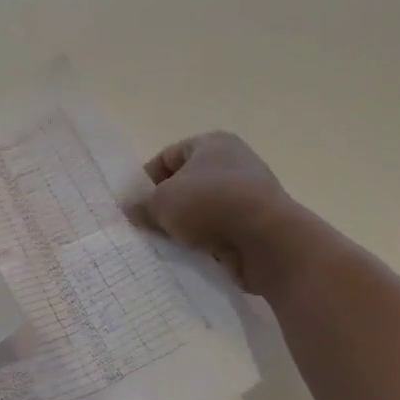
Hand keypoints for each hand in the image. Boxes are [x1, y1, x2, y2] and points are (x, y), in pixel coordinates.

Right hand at [137, 132, 301, 293]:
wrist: (268, 241)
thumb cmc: (210, 205)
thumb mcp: (162, 202)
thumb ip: (142, 204)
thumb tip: (131, 209)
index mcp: (212, 144)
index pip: (168, 156)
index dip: (147, 179)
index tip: (134, 204)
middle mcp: (234, 163)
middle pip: (186, 184)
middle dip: (165, 206)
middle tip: (146, 227)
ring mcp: (248, 195)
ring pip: (202, 211)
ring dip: (184, 227)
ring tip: (165, 244)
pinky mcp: (256, 225)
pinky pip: (220, 231)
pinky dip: (205, 242)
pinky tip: (190, 255)